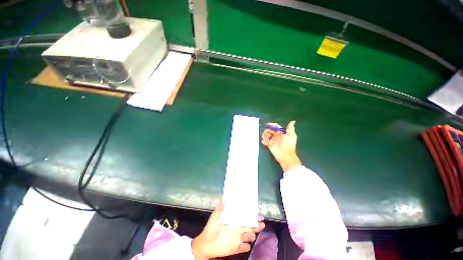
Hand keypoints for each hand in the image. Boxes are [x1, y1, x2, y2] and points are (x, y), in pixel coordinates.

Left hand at [191, 201, 264, 259]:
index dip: (252, 215)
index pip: (246, 217)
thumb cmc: (211, 228)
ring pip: (249, 236)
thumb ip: (220, 208)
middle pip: (251, 226)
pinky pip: (244, 248)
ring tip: (251, 234)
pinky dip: (245, 246)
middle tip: (261, 223)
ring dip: (252, 235)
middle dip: (257, 225)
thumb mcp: (215, 216)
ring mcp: (238, 239)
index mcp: (235, 221)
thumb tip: (223, 198)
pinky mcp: (235, 248)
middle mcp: (238, 229)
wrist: (206, 243)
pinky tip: (245, 245)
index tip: (258, 213)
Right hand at [262, 121, 301, 171]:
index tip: (268, 124)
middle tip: (265, 133)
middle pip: (270, 131)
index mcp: (282, 133)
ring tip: (265, 138)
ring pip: (267, 135)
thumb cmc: (288, 145)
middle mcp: (277, 136)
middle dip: (267, 131)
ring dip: (265, 135)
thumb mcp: (291, 136)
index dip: (272, 125)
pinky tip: (264, 142)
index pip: (276, 127)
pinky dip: (264, 141)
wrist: (285, 155)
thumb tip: (293, 121)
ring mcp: (273, 141)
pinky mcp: (270, 145)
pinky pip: (265, 142)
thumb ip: (290, 128)